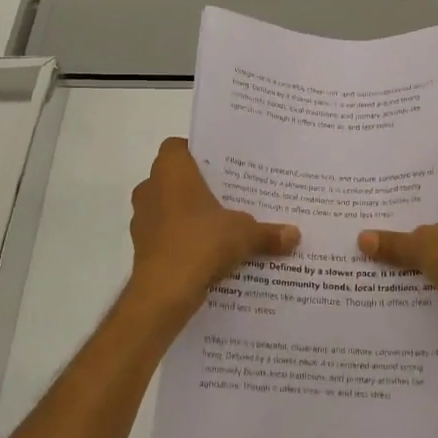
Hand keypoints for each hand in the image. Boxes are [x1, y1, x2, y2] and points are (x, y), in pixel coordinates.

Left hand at [125, 138, 299, 332]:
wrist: (164, 291)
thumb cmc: (201, 242)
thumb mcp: (244, 233)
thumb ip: (268, 232)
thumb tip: (295, 234)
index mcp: (171, 171)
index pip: (176, 147)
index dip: (196, 153)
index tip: (220, 165)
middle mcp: (150, 188)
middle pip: (173, 179)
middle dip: (198, 187)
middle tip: (229, 194)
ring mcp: (142, 219)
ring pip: (168, 208)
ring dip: (188, 215)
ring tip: (221, 225)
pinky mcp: (142, 248)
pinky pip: (166, 235)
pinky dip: (182, 240)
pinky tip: (207, 253)